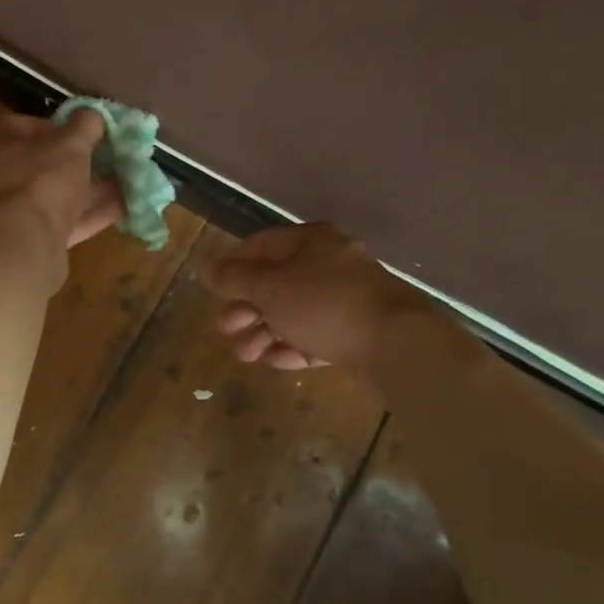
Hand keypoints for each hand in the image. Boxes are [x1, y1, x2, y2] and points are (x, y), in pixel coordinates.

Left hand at [0, 110, 126, 250]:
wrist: (25, 245)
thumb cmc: (42, 180)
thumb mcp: (70, 144)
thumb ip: (85, 125)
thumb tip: (94, 114)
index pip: (18, 126)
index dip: (50, 124)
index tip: (77, 128)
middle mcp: (3, 178)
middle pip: (44, 164)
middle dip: (80, 160)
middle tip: (109, 154)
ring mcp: (18, 213)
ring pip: (59, 195)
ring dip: (92, 189)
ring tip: (127, 179)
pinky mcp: (37, 240)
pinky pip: (69, 222)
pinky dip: (94, 214)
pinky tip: (126, 207)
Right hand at [206, 222, 431, 369]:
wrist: (394, 342)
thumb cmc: (322, 303)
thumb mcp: (268, 288)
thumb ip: (234, 278)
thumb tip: (208, 268)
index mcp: (309, 241)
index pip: (260, 246)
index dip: (233, 267)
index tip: (216, 292)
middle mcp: (328, 263)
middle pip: (275, 283)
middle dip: (246, 309)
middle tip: (228, 329)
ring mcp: (345, 298)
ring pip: (293, 312)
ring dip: (264, 333)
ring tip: (247, 356)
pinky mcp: (357, 330)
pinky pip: (315, 334)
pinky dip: (293, 346)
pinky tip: (276, 362)